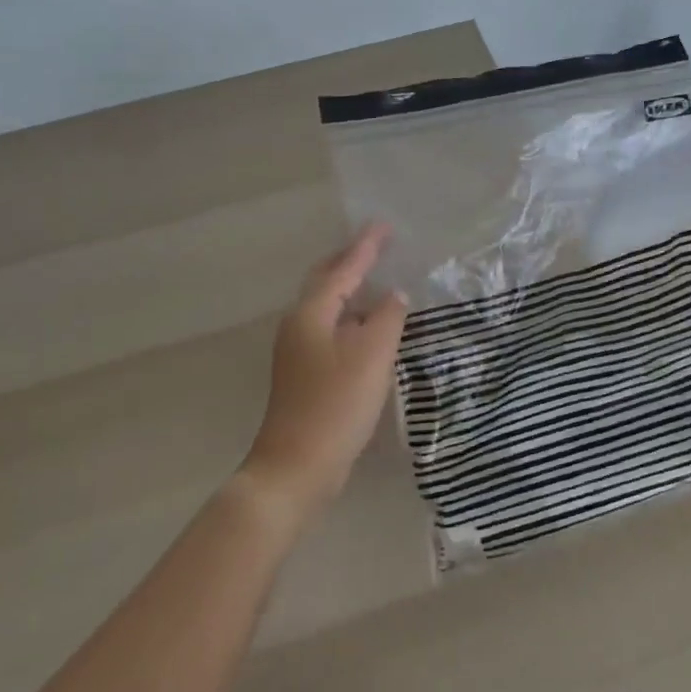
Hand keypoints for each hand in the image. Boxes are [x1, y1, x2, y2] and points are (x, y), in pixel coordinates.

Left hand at [239, 222, 408, 522]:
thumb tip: (394, 295)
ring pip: (327, 306)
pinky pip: (331, 329)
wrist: (297, 467)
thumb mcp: (371, 356)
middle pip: (326, 281)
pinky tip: (369, 328)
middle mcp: (299, 324)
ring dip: (351, 289)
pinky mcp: (305, 374)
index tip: (385, 225)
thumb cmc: (335, 405)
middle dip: (350, 261)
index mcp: (311, 313)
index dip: (366, 246)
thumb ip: (386, 318)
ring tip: (378, 279)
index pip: (343, 268)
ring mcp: (298, 351)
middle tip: (378, 245)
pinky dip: (351, 318)